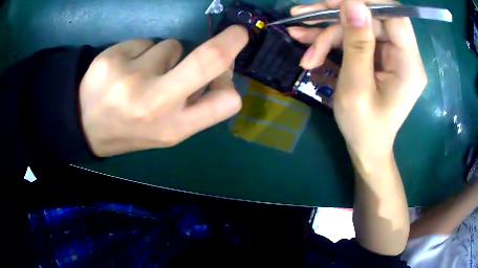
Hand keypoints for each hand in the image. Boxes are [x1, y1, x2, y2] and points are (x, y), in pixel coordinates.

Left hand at [80, 26, 248, 156]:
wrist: (87, 127)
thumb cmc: (132, 129)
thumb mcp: (168, 131)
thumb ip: (196, 106)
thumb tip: (220, 71)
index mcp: (174, 127)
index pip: (226, 101)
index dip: (232, 79)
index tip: (229, 66)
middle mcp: (154, 103)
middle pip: (208, 60)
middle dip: (230, 41)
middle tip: (236, 33)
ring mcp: (130, 78)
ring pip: (171, 46)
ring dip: (164, 56)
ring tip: (141, 75)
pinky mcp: (112, 59)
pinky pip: (145, 42)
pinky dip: (141, 52)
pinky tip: (125, 68)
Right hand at [289, 0, 426, 160]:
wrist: (366, 148)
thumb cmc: (363, 128)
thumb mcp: (355, 88)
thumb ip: (357, 44)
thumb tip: (352, 3)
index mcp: (408, 64)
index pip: (394, 15)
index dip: (366, 1)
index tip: (333, 2)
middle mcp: (404, 55)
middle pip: (371, 18)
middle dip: (335, 18)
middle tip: (301, 19)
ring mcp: (391, 55)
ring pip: (359, 26)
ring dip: (327, 30)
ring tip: (298, 35)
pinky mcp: (380, 57)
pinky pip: (356, 38)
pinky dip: (332, 40)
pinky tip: (308, 45)